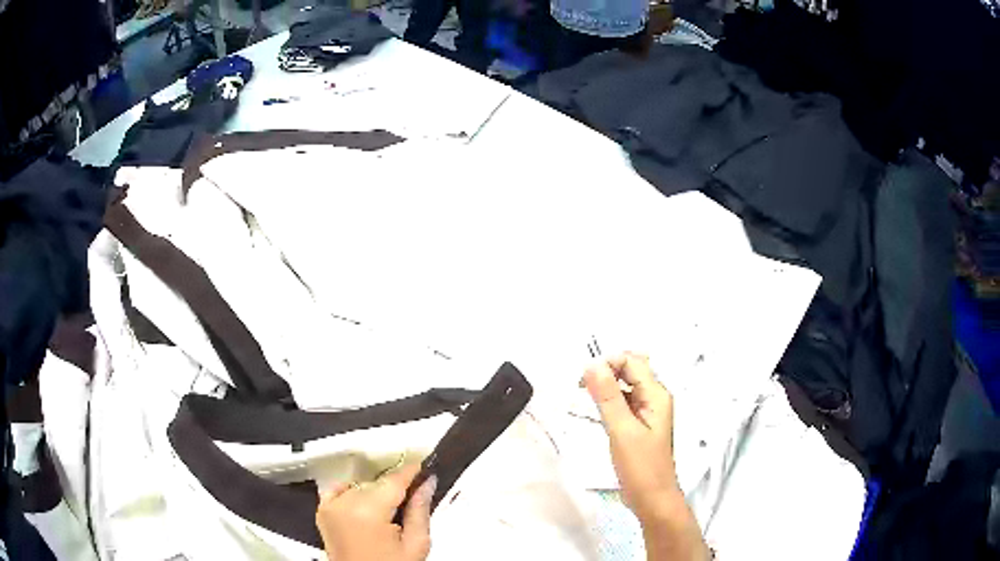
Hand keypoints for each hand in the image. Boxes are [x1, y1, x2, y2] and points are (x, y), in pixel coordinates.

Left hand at [316, 464, 436, 560]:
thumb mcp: (415, 544)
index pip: (393, 480)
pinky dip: (352, 493)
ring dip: (376, 494)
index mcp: (368, 511)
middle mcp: (344, 503)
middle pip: (378, 484)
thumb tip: (426, 483)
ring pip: (361, 487)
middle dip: (396, 490)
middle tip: (412, 502)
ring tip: (389, 514)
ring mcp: (330, 506)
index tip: (425, 469)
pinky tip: (365, 506)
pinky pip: (339, 490)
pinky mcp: (323, 512)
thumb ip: (420, 511)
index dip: (411, 471)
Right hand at [582, 352, 679, 520]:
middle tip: (581, 386)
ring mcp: (647, 412)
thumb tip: (593, 365)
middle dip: (605, 371)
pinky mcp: (638, 425)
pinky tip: (594, 411)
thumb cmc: (641, 466)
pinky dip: (608, 401)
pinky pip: (623, 402)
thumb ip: (607, 396)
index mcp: (656, 395)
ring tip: (583, 397)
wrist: (652, 498)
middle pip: (629, 370)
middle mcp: (654, 398)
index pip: (632, 361)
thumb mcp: (622, 430)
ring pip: (625, 386)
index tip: (584, 379)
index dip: (608, 363)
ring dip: (605, 386)